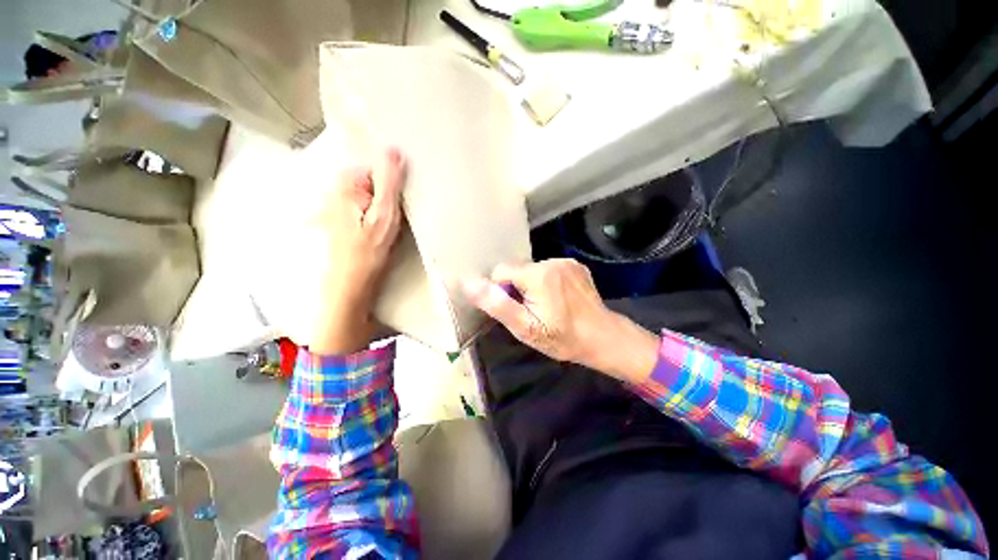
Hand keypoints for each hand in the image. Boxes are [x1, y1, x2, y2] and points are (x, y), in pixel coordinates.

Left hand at [307, 148, 405, 354]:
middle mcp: (340, 190)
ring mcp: (342, 205)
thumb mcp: (384, 216)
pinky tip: (387, 227)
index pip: (377, 167)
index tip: (405, 198)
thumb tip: (394, 150)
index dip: (394, 181)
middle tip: (401, 213)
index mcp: (346, 184)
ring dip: (388, 204)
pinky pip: (370, 206)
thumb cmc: (368, 252)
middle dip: (391, 193)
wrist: (351, 283)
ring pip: (374, 195)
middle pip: (375, 180)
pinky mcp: (347, 219)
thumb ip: (388, 183)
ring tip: (396, 221)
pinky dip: (381, 212)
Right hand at [464, 259, 659, 382]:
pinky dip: (546, 281)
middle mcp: (551, 261)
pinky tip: (558, 298)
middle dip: (517, 288)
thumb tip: (469, 283)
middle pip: (517, 270)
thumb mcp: (525, 328)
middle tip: (533, 311)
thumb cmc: (562, 338)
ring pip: (532, 270)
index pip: (501, 272)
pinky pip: (549, 269)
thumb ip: (498, 304)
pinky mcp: (576, 265)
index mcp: (537, 274)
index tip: (518, 310)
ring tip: (547, 306)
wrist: (603, 338)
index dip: (503, 292)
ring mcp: (566, 261)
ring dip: (531, 285)